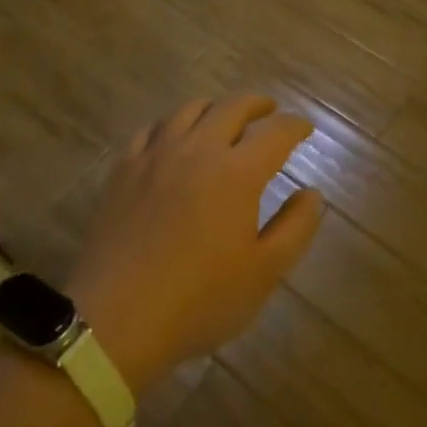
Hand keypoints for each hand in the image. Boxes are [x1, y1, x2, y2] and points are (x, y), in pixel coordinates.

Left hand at [64, 95, 322, 393]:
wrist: (114, 321)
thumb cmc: (198, 301)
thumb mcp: (263, 274)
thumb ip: (296, 228)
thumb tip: (312, 192)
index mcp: (237, 172)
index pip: (275, 132)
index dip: (295, 126)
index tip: (304, 129)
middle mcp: (199, 149)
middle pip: (233, 107)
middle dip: (258, 105)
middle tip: (269, 112)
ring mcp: (156, 154)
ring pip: (190, 109)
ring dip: (215, 108)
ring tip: (223, 120)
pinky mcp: (124, 168)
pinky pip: (152, 129)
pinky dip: (171, 125)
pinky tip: (173, 139)